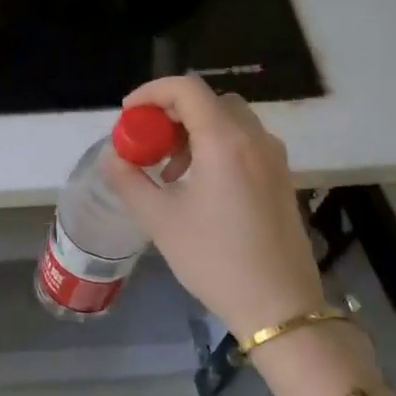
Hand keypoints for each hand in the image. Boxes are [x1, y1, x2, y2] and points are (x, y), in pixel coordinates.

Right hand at [101, 74, 328, 343]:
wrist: (279, 306)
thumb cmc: (214, 260)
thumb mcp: (160, 220)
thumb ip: (130, 181)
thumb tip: (114, 157)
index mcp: (225, 141)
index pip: (186, 89)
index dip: (151, 92)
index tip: (128, 117)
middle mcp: (254, 139)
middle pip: (209, 101)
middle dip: (172, 113)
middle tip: (148, 143)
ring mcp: (273, 158)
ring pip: (229, 120)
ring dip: (194, 131)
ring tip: (170, 171)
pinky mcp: (281, 177)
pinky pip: (244, 142)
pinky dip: (216, 146)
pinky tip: (199, 185)